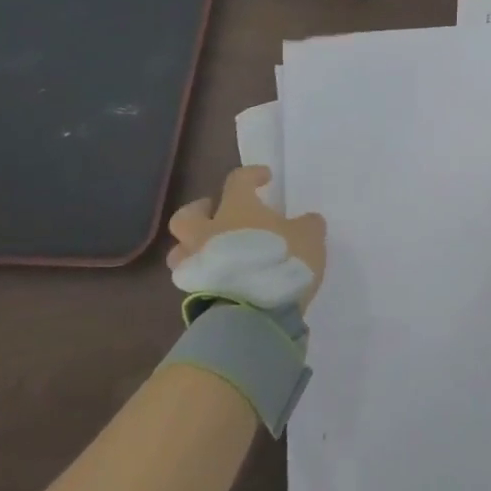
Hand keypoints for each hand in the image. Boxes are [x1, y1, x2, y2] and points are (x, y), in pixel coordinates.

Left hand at [168, 166, 327, 313]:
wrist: (251, 315)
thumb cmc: (279, 262)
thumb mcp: (309, 237)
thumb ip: (308, 225)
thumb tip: (306, 221)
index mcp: (236, 208)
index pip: (238, 180)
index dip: (251, 175)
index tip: (264, 179)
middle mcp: (208, 231)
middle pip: (187, 215)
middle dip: (200, 211)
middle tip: (218, 215)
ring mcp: (196, 264)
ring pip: (181, 250)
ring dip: (195, 248)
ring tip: (216, 254)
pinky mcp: (192, 295)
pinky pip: (194, 278)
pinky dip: (204, 276)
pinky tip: (223, 281)